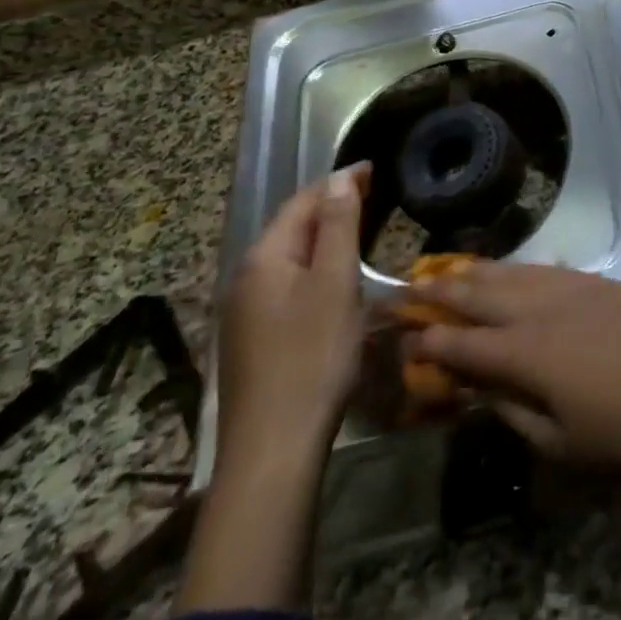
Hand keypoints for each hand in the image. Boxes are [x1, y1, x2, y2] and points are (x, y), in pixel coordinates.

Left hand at [217, 164, 368, 471]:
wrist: (273, 449)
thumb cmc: (312, 357)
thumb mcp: (335, 283)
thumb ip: (338, 226)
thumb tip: (340, 177)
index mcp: (264, 258)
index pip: (303, 201)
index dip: (340, 182)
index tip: (376, 169)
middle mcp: (245, 278)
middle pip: (292, 227)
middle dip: (331, 207)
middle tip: (374, 196)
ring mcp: (244, 312)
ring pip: (289, 258)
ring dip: (322, 238)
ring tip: (360, 230)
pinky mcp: (252, 340)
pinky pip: (286, 285)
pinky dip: (313, 269)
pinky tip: (333, 282)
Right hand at [408, 264, 620, 504]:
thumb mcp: (558, 442)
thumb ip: (512, 411)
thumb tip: (481, 390)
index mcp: (524, 354)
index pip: (461, 343)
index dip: (428, 341)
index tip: (403, 337)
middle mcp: (538, 309)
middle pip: (479, 294)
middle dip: (441, 291)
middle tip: (410, 285)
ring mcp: (569, 287)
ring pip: (511, 272)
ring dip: (476, 272)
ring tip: (450, 270)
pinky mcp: (595, 280)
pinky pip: (544, 268)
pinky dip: (518, 270)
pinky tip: (511, 272)